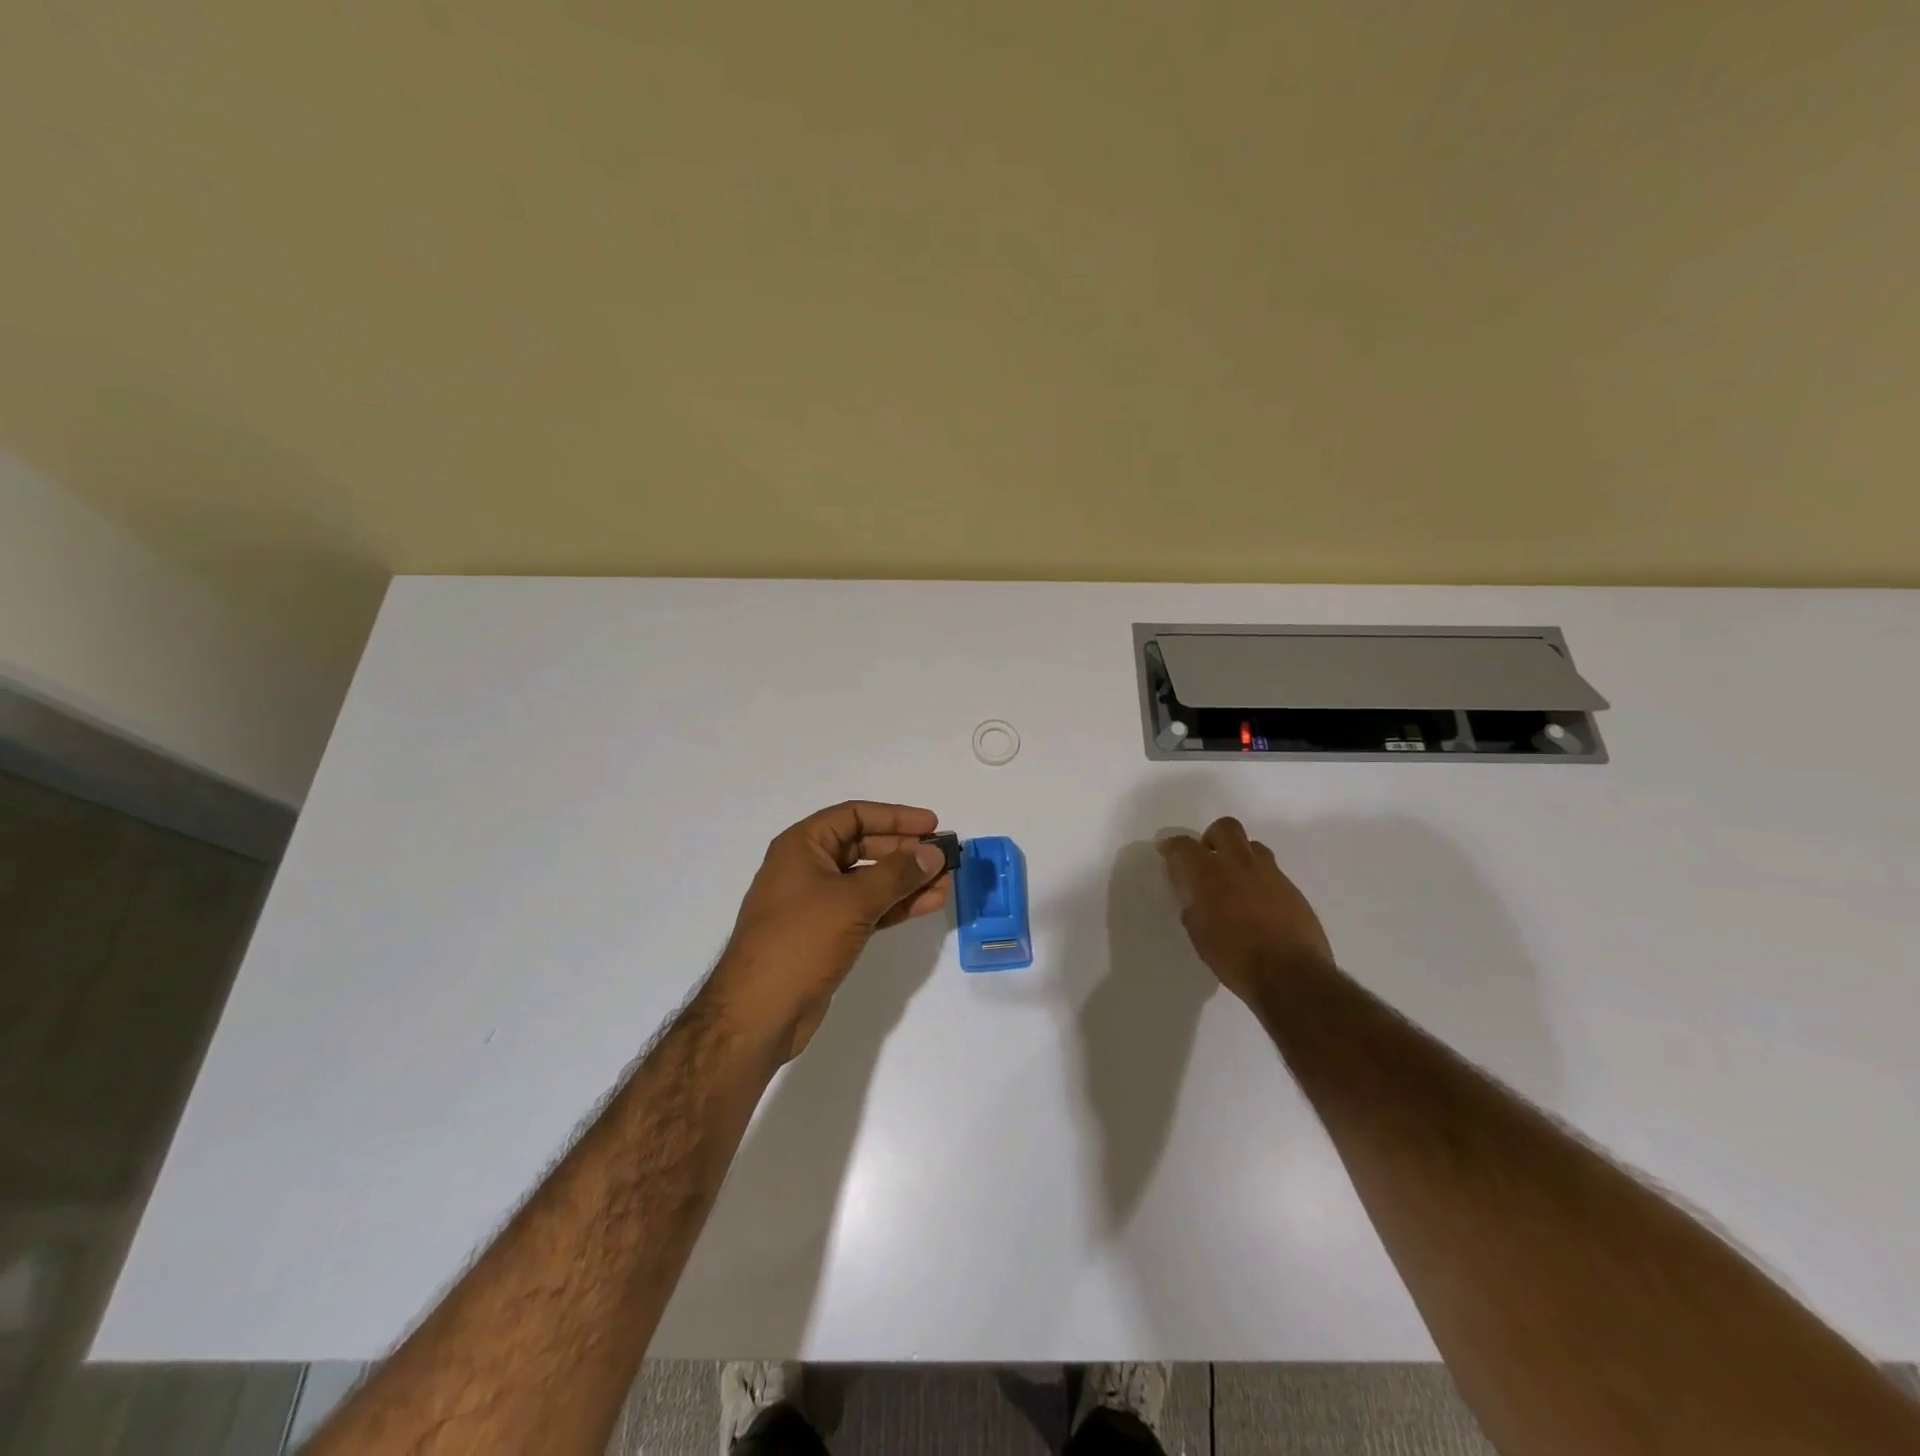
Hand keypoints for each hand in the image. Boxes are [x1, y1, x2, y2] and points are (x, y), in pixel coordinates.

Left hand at [710, 801, 950, 1061]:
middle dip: (905, 851)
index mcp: (802, 846)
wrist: (759, 1012)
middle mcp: (808, 867)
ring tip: (946, 883)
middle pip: (864, 846)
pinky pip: (868, 908)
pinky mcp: (828, 933)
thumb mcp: (852, 900)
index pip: (854, 815)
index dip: (895, 817)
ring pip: (870, 880)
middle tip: (944, 857)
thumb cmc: (800, 941)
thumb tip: (934, 854)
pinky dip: (896, 905)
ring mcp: (817, 902)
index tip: (931, 825)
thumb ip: (897, 874)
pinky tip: (928, 904)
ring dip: (907, 881)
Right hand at [1158, 817, 1333, 1002]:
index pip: (1183, 846)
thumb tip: (1196, 899)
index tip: (1167, 853)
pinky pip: (1272, 872)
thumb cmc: (1235, 958)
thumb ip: (1194, 908)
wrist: (1291, 976)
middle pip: (1225, 828)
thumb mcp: (1199, 935)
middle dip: (1212, 838)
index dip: (1172, 847)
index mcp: (1208, 874)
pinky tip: (1259, 907)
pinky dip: (1260, 881)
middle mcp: (1239, 864)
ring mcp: (1270, 874)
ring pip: (1252, 846)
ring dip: (1240, 857)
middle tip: (1207, 860)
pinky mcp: (1293, 889)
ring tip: (1235, 883)